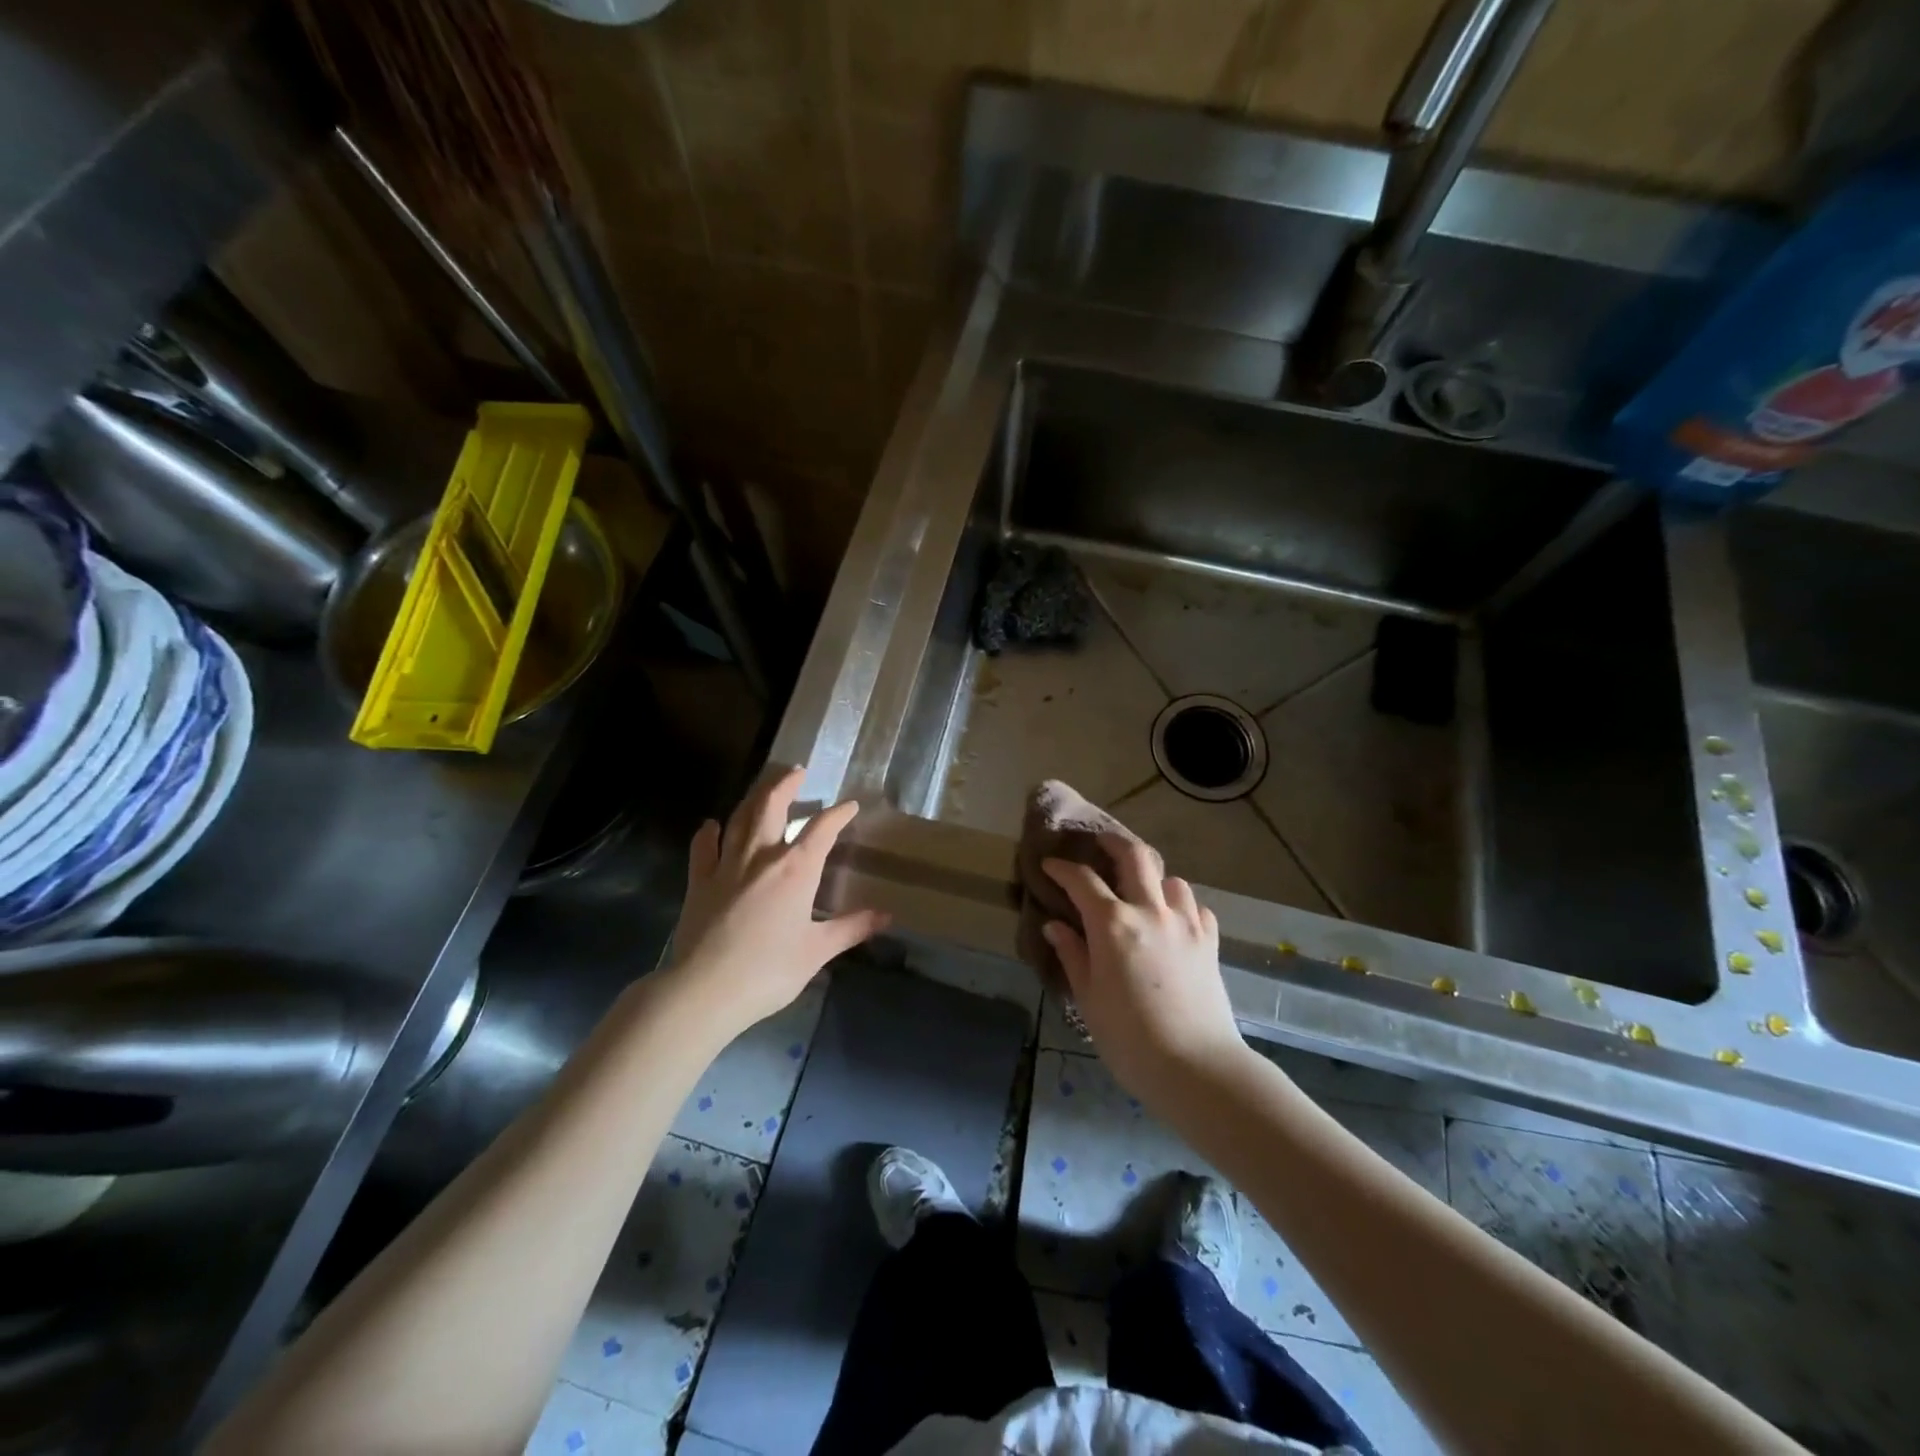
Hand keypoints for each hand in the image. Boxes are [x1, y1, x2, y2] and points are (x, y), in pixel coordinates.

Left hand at [666, 765, 888, 1039]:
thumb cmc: (769, 970)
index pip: (822, 829)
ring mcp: (726, 865)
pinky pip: (703, 847)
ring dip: (753, 797)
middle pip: (772, 806)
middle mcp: (761, 856)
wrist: (705, 990)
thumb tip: (886, 917)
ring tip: (764, 787)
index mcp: (796, 869)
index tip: (850, 806)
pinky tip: (712, 825)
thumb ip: (851, 928)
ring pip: (740, 818)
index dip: (838, 814)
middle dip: (786, 785)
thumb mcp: (817, 951)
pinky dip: (709, 832)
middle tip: (797, 772)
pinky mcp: (699, 881)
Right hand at [1042, 835, 1246, 1101]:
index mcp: (1113, 924)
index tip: (1050, 865)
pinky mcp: (1210, 942)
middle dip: (1114, 842)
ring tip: (1142, 891)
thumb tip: (1054, 925)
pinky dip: (1182, 906)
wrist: (1196, 1067)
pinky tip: (1174, 921)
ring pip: (1171, 879)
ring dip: (1153, 878)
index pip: (1082, 880)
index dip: (1062, 868)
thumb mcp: (1088, 998)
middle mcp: (1150, 911)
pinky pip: (1196, 908)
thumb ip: (1072, 954)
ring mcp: (1185, 924)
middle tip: (1100, 843)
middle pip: (1135, 856)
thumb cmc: (1129, 1038)